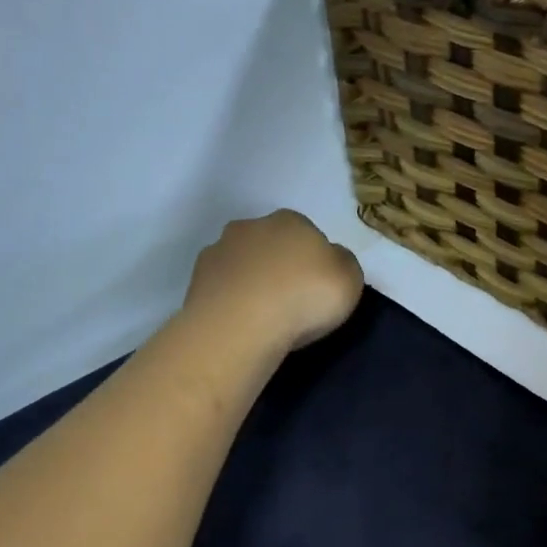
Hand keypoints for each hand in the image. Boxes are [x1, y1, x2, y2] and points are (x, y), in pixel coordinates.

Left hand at [184, 210, 363, 356]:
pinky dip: (231, 299)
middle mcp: (251, 226)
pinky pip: (222, 286)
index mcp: (291, 220)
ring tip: (262, 316)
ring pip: (243, 263)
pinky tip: (241, 322)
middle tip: (291, 301)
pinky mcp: (196, 279)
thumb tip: (331, 259)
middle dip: (280, 266)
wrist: (241, 325)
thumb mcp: (349, 280)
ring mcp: (218, 250)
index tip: (317, 289)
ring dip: (252, 281)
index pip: (308, 234)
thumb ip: (343, 263)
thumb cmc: (304, 298)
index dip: (314, 262)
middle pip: (271, 244)